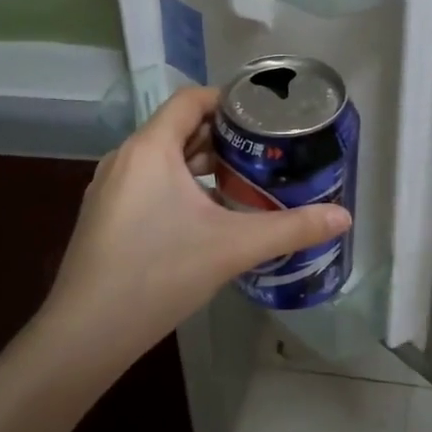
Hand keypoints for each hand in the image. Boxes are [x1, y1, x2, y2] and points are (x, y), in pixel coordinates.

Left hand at [37, 86, 351, 357]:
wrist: (87, 331)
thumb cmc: (159, 273)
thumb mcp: (233, 247)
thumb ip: (291, 228)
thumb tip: (344, 218)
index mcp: (150, 148)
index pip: (190, 100)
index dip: (228, 100)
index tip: (264, 116)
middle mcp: (124, 158)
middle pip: (177, 128)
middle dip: (221, 135)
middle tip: (263, 150)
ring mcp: (109, 188)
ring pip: (162, 159)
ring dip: (199, 163)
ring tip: (241, 180)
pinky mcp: (104, 216)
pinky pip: (147, 183)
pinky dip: (178, 185)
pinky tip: (204, 216)